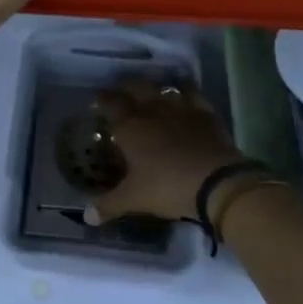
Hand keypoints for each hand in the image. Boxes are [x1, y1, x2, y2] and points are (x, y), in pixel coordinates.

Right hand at [87, 80, 245, 224]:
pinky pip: (192, 94)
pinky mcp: (204, 113)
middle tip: (122, 93)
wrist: (215, 182)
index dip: (102, 100)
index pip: (110, 103)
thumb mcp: (133, 199)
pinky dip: (185, 91)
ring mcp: (180, 108)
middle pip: (135, 87)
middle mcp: (152, 110)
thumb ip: (108, 205)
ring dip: (155, 89)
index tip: (98, 101)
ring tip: (151, 94)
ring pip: (163, 88)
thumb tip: (87, 216)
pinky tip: (184, 95)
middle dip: (126, 87)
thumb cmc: (166, 187)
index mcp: (129, 127)